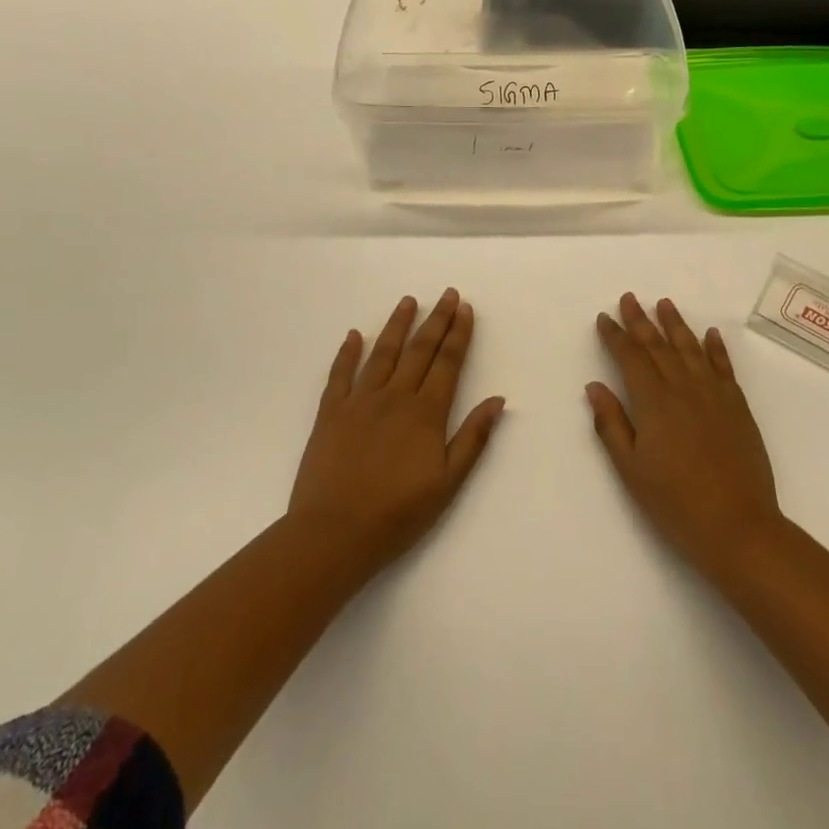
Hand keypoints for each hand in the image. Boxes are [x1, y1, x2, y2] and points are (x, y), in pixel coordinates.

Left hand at [289, 289, 504, 576]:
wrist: (334, 534)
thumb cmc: (397, 514)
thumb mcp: (448, 483)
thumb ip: (473, 438)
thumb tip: (497, 400)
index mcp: (426, 412)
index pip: (447, 362)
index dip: (458, 333)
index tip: (465, 308)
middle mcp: (395, 396)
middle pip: (420, 350)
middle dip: (436, 319)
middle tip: (447, 293)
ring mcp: (360, 401)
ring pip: (382, 353)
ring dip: (397, 325)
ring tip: (408, 301)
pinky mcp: (330, 413)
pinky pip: (339, 375)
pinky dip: (346, 353)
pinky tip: (353, 335)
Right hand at [588, 294, 783, 577]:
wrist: (738, 526)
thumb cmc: (675, 503)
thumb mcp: (632, 470)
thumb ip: (612, 424)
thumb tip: (595, 386)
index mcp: (654, 402)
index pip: (631, 357)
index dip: (616, 336)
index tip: (605, 318)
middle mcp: (683, 387)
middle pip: (658, 345)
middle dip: (640, 320)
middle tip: (629, 297)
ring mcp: (714, 393)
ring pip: (690, 348)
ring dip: (675, 323)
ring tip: (664, 303)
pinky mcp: (737, 405)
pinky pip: (723, 366)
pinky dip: (715, 347)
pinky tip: (710, 333)